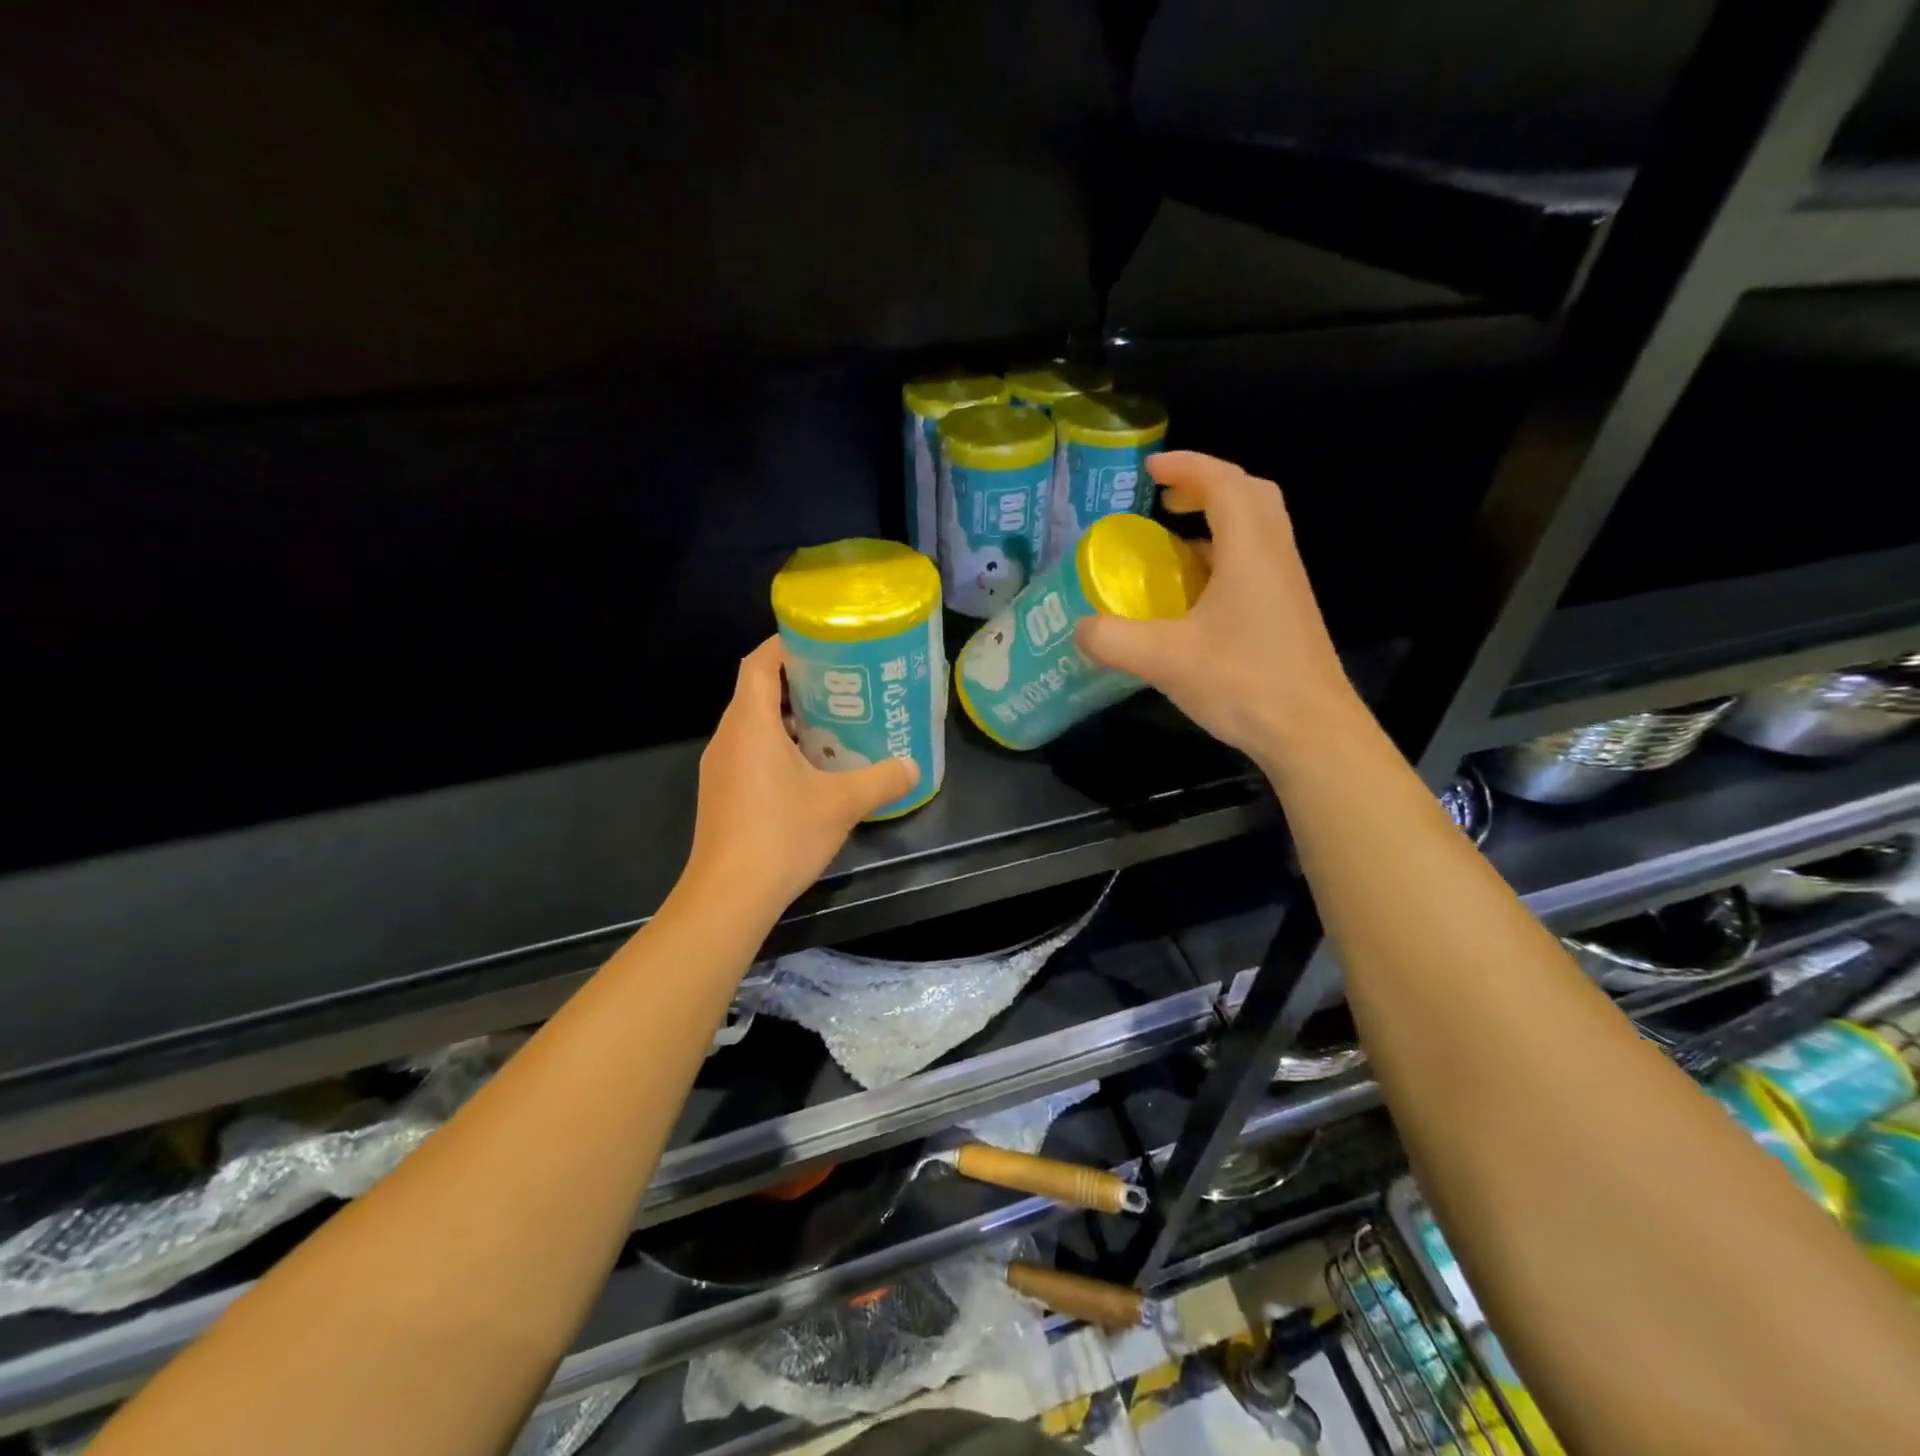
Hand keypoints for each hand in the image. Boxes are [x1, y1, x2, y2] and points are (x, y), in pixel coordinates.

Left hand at [683, 637, 917, 912]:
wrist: (728, 896)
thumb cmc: (781, 835)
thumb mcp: (842, 803)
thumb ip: (881, 780)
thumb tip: (913, 767)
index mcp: (750, 724)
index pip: (758, 663)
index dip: (784, 645)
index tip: (820, 642)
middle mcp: (727, 738)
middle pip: (755, 691)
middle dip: (796, 682)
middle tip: (842, 685)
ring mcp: (719, 768)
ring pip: (752, 725)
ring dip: (787, 719)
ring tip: (833, 722)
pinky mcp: (721, 794)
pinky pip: (748, 753)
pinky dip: (776, 747)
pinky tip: (810, 769)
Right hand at [1076, 451, 1363, 770]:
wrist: (1310, 731)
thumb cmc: (1243, 683)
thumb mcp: (1165, 660)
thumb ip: (1114, 640)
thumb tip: (1080, 628)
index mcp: (1250, 551)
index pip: (1224, 482)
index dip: (1187, 466)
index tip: (1149, 470)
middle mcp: (1275, 556)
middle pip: (1250, 494)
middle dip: (1206, 485)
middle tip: (1165, 500)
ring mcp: (1286, 584)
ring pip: (1258, 527)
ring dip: (1218, 519)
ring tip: (1173, 540)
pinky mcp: (1287, 611)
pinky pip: (1256, 560)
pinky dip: (1224, 554)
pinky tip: (1194, 591)